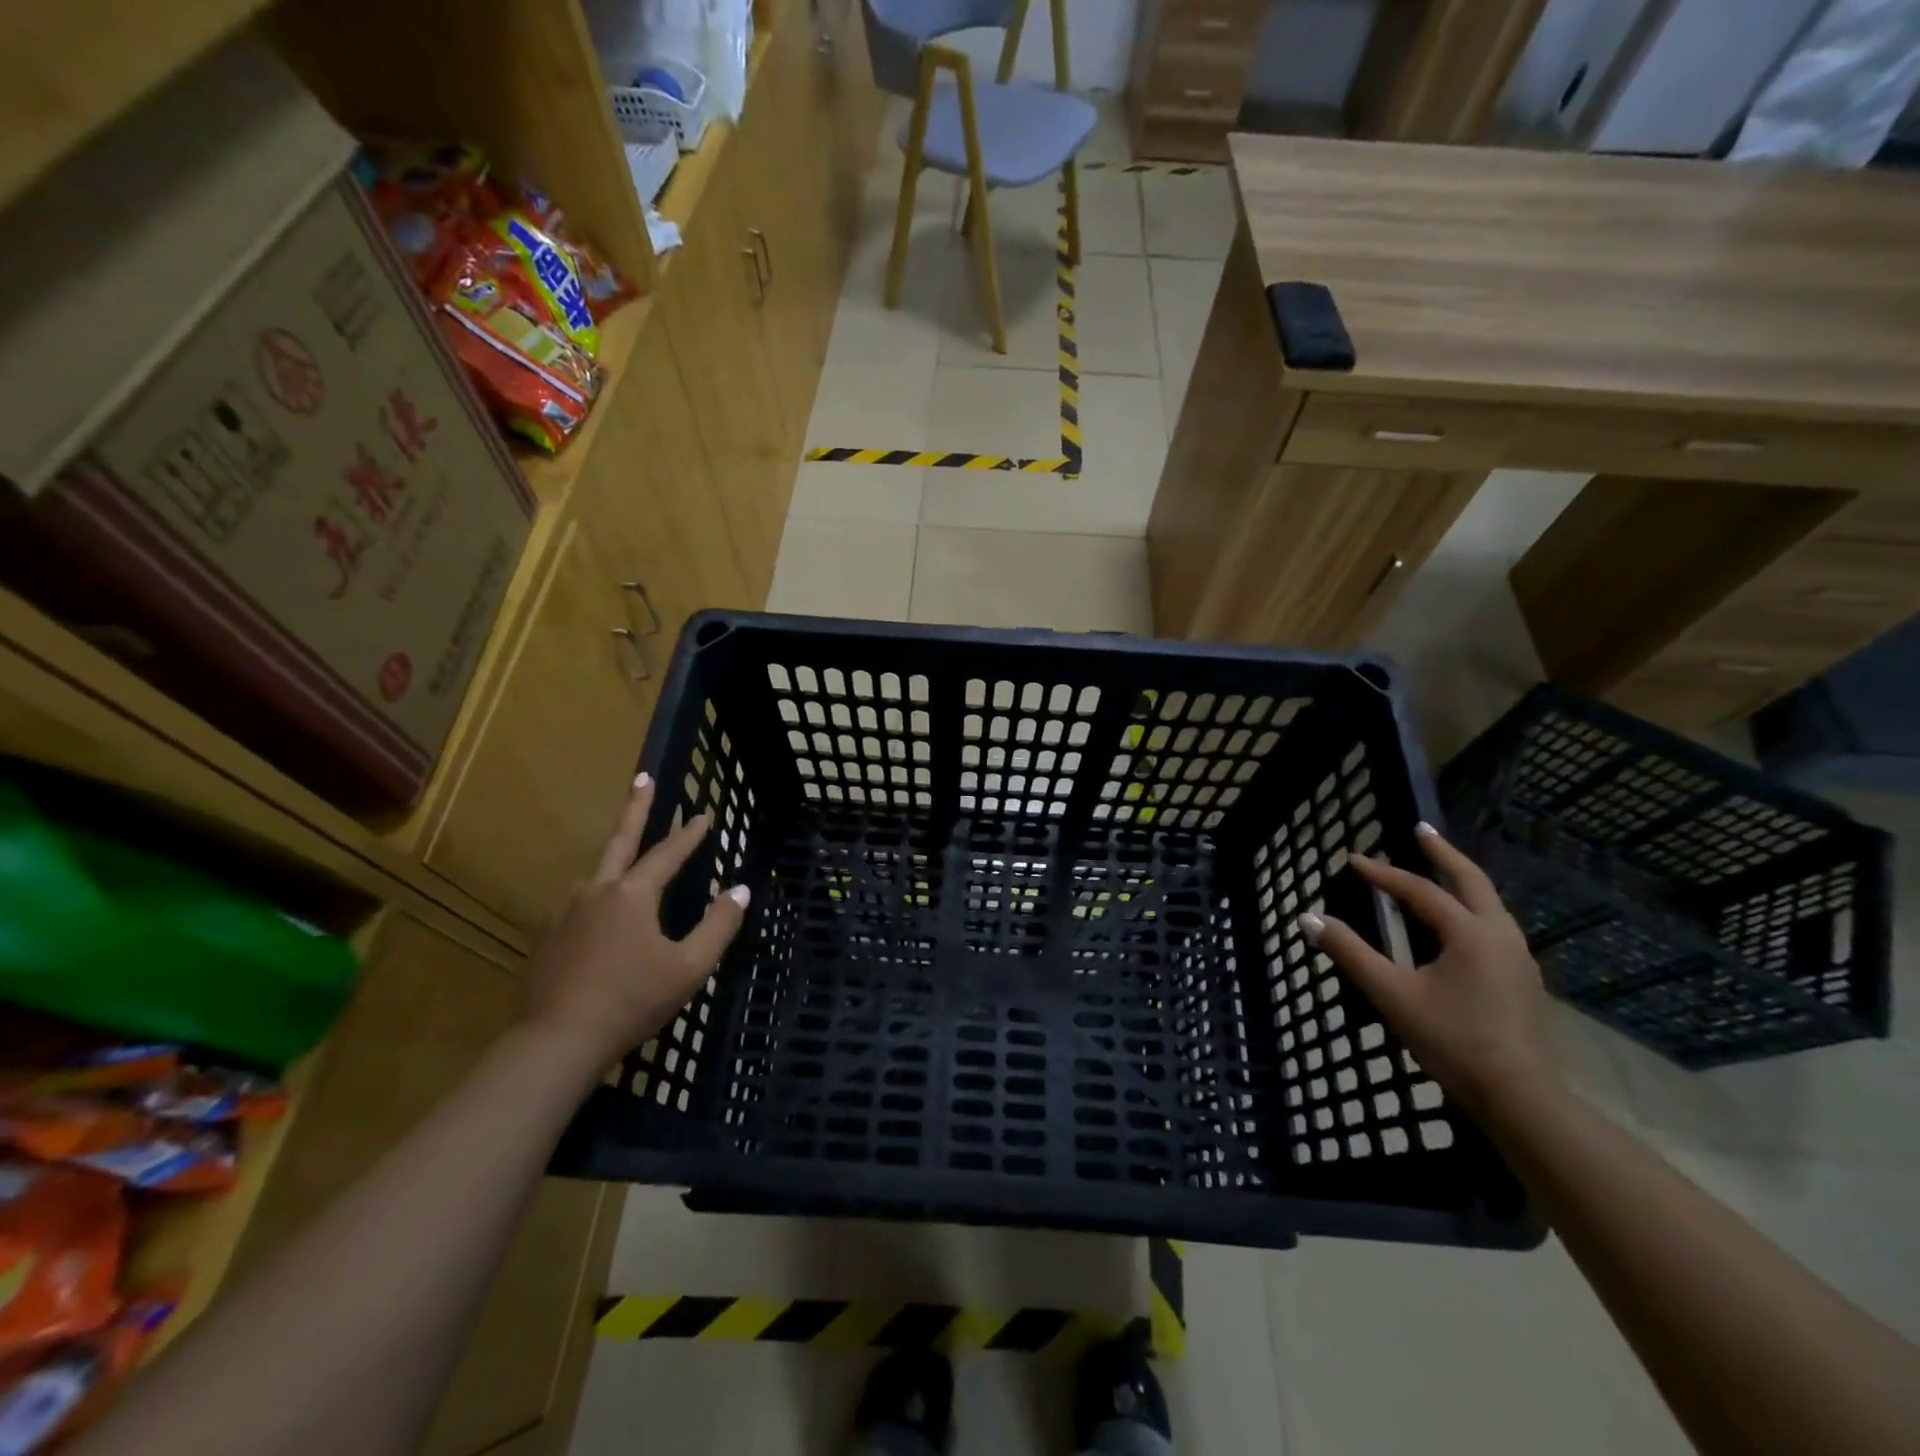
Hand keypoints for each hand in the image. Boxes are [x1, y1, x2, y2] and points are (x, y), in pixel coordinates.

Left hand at [522, 774, 747, 1070]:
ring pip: (595, 875)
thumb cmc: (633, 1000)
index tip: (705, 814)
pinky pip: (578, 905)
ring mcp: (565, 913)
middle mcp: (596, 892)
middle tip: (642, 777)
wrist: (558, 1042)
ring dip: (614, 859)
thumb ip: (718, 925)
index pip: (667, 854)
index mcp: (632, 895)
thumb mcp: (690, 966)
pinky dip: (597, 897)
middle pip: (619, 841)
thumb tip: (738, 889)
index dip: (689, 834)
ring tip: (627, 860)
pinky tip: (600, 916)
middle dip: (635, 807)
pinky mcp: (547, 938)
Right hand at [1302, 823, 1555, 1114]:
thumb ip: (1350, 953)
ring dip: (1460, 878)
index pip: (1420, 891)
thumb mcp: (1391, 994)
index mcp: (1469, 933)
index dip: (1384, 874)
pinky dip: (1471, 905)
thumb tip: (1308, 918)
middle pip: (1471, 881)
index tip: (1353, 859)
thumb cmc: (1452, 1039)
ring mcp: (1517, 957)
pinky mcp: (1521, 978)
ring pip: (1488, 902)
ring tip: (1439, 868)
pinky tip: (1459, 920)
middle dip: (1443, 853)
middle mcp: (1499, 935)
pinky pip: (1493, 924)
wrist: (1519, 1096)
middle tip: (1420, 828)